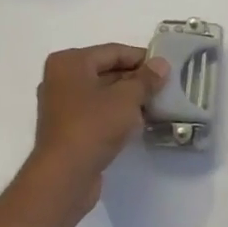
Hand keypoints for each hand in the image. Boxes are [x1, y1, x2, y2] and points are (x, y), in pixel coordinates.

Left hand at [29, 44, 169, 199]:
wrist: (65, 175)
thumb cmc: (93, 126)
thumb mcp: (126, 98)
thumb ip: (146, 79)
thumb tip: (161, 64)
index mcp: (69, 62)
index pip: (113, 51)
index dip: (141, 58)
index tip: (166, 68)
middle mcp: (61, 79)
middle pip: (106, 71)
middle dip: (136, 79)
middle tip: (165, 86)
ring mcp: (62, 105)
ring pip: (102, 93)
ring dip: (128, 98)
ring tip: (156, 104)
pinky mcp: (68, 129)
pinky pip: (97, 112)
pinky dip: (116, 114)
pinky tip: (138, 122)